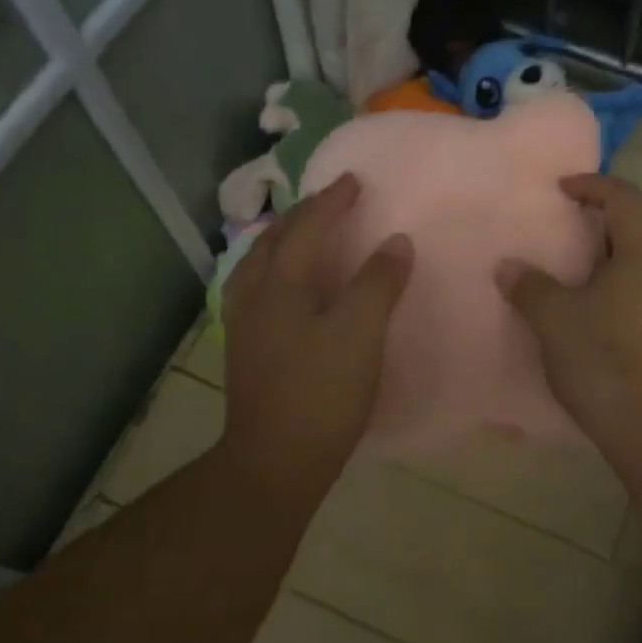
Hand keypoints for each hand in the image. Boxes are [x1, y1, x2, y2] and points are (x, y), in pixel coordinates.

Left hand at [223, 174, 413, 491]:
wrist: (274, 462)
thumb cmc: (321, 393)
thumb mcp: (361, 334)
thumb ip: (379, 282)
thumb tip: (397, 242)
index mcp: (280, 284)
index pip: (308, 227)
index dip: (333, 201)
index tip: (356, 180)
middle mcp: (254, 293)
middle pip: (275, 238)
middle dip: (305, 213)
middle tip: (333, 200)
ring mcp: (244, 321)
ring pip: (260, 261)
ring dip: (286, 237)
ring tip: (307, 231)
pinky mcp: (245, 346)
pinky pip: (259, 284)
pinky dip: (277, 266)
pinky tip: (289, 282)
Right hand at [498, 175, 641, 445]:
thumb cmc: (606, 362)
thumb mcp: (555, 320)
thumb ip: (530, 286)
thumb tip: (509, 267)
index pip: (625, 198)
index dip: (593, 185)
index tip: (562, 189)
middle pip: (639, 232)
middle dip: (600, 226)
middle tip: (565, 233)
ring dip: (610, 263)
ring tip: (574, 278)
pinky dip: (622, 291)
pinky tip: (597, 318)